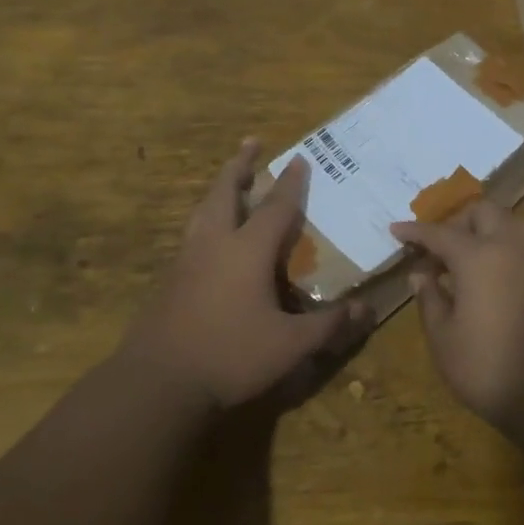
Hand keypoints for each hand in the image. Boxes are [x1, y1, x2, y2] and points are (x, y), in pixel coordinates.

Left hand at [124, 140, 369, 410]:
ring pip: (203, 210)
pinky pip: (192, 234)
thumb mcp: (290, 346)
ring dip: (220, 188)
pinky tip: (210, 236)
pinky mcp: (170, 280)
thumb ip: (328, 327)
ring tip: (229, 180)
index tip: (300, 158)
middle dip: (241, 165)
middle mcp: (214, 244)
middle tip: (251, 142)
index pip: (275, 207)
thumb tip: (366, 311)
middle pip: (226, 192)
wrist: (157, 382)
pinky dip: (206, 219)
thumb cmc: (230, 355)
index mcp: (247, 250)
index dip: (290, 183)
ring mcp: (186, 260)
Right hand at [390, 201, 523, 427]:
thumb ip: (430, 299)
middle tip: (440, 249)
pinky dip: (509, 250)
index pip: (440, 232)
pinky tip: (499, 279)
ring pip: (512, 224)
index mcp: (479, 257)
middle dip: (458, 222)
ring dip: (487, 231)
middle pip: (483, 213)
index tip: (396, 230)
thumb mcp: (444, 340)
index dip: (415, 231)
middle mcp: (514, 246)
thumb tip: (420, 274)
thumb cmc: (490, 370)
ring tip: (469, 261)